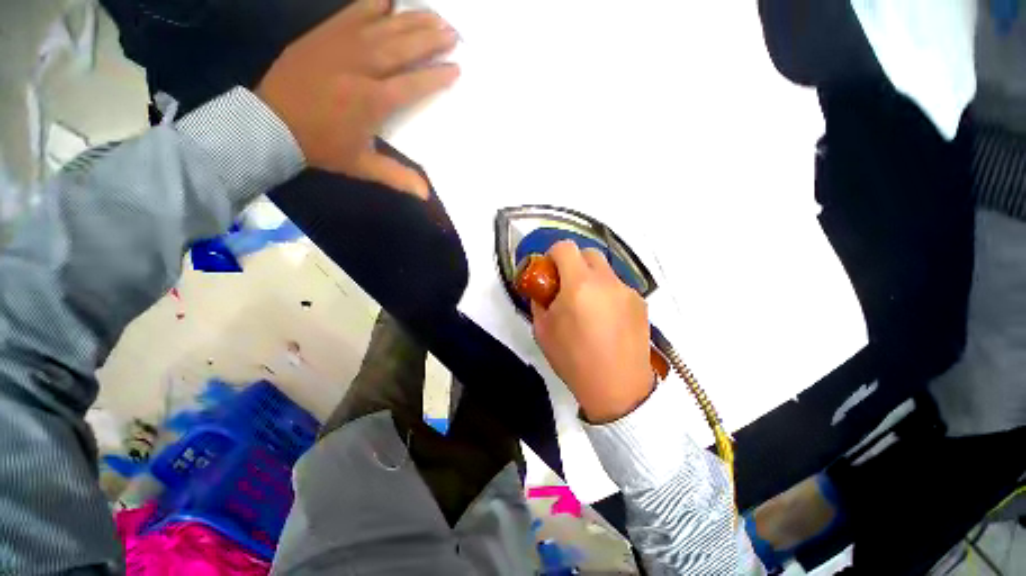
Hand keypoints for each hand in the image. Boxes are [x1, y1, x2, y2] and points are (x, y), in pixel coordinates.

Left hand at [256, 0, 458, 197]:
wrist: (271, 123)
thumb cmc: (322, 146)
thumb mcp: (362, 166)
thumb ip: (397, 176)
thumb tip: (426, 195)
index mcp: (372, 102)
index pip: (413, 84)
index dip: (436, 76)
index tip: (456, 68)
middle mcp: (361, 68)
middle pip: (402, 48)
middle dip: (430, 40)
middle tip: (453, 33)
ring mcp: (341, 46)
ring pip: (384, 26)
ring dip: (412, 20)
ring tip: (435, 15)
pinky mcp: (324, 33)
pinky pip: (354, 11)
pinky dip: (374, 3)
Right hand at [531, 241, 654, 423]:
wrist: (618, 389)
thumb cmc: (574, 360)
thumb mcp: (542, 330)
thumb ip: (539, 301)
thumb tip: (543, 289)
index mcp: (579, 285)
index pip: (565, 247)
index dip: (553, 255)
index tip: (549, 272)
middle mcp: (606, 281)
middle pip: (588, 253)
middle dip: (574, 263)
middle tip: (567, 287)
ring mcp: (627, 290)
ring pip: (605, 270)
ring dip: (592, 279)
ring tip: (588, 307)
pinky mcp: (641, 302)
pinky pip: (618, 287)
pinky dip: (607, 293)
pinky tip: (607, 319)